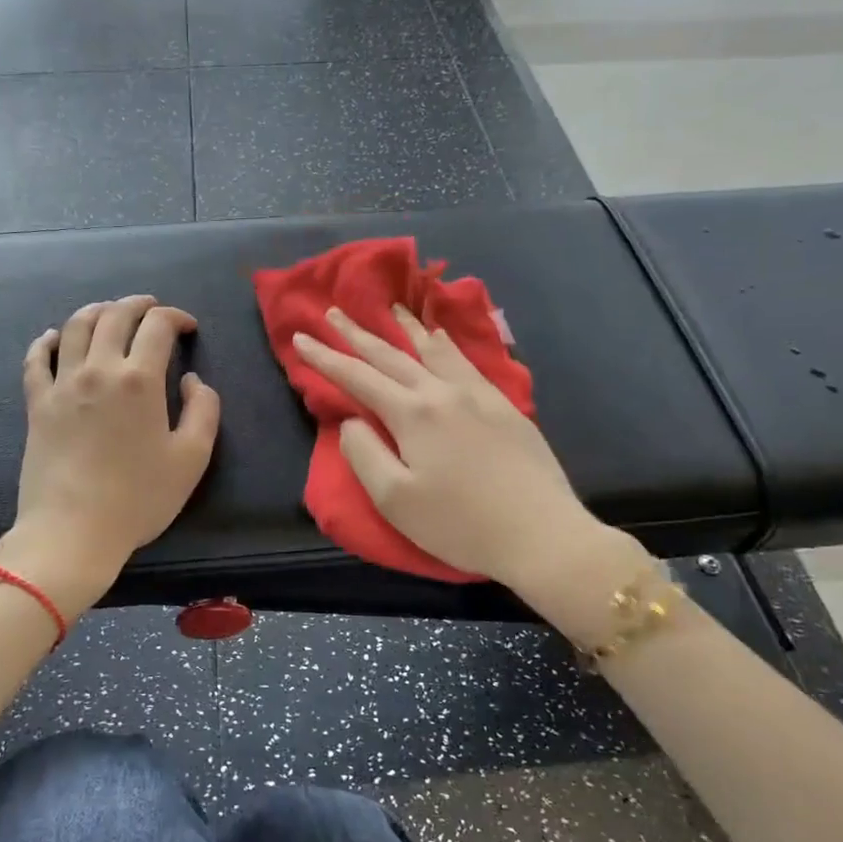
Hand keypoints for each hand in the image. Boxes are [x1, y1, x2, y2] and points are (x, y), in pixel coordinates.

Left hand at [0, 296, 221, 615]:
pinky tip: (52, 337)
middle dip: (138, 305)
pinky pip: (36, 360)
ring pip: (75, 327)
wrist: (73, 531)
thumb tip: (191, 379)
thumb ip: (204, 410)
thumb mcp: (192, 458)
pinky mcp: (36, 404)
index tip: (188, 328)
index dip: (176, 317)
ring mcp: (62, 384)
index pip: (158, 326)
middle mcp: (99, 369)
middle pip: (115, 316)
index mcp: (139, 379)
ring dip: (97, 311)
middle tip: (152, 309)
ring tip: (110, 312)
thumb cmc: (138, 498)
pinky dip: (46, 341)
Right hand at [293, 306, 633, 608]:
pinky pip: (464, 360)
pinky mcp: (504, 405)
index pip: (357, 377)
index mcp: (412, 413)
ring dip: (404, 328)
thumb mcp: (395, 500)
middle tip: (334, 311)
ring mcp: (477, 395)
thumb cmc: (460, 524)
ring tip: (389, 307)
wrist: (542, 533)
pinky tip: (441, 337)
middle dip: (357, 333)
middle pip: (391, 355)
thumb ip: (364, 454)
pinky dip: (444, 343)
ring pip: (432, 349)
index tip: (300, 337)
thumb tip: (351, 421)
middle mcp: (442, 392)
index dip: (325, 357)